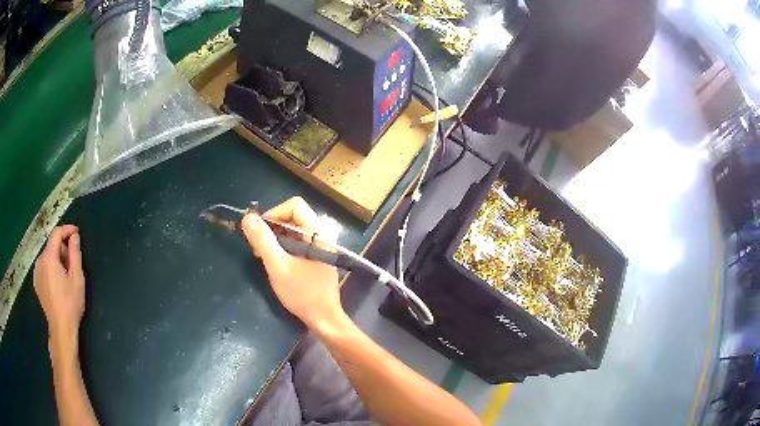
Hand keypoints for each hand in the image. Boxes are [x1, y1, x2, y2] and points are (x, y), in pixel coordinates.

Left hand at [34, 225, 84, 357]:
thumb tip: (74, 236)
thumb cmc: (70, 304)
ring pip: (47, 258)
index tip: (76, 233)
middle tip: (73, 263)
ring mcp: (36, 272)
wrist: (61, 329)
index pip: (56, 234)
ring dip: (56, 260)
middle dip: (62, 249)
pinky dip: (51, 269)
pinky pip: (44, 268)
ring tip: (65, 275)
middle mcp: (40, 261)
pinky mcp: (36, 283)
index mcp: (49, 258)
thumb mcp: (77, 279)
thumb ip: (75, 254)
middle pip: (51, 246)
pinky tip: (57, 283)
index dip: (67, 230)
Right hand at [241, 197, 343, 330]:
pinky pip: (296, 244)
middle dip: (272, 227)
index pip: (295, 205)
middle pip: (293, 216)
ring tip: (262, 255)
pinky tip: (273, 262)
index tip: (260, 230)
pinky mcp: (314, 259)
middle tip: (257, 246)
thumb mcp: (278, 267)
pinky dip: (282, 248)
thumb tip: (248, 218)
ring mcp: (319, 248)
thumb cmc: (302, 294)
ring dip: (275, 238)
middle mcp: (320, 236)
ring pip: (293, 231)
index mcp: (317, 234)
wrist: (324, 320)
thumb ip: (263, 241)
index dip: (274, 213)